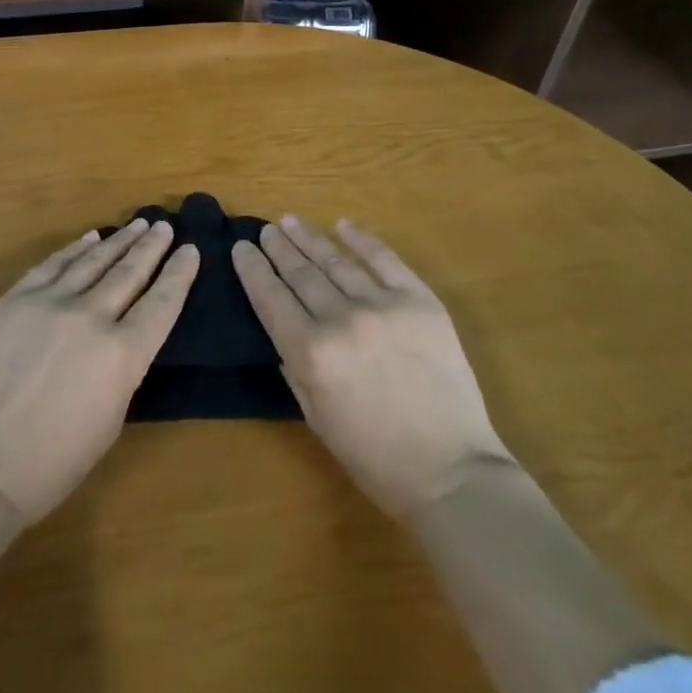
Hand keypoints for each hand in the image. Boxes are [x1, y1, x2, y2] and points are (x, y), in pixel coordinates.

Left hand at [0, 219, 198, 523]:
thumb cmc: (55, 459)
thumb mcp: (112, 417)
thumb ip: (123, 368)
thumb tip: (122, 337)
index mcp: (123, 354)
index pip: (162, 303)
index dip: (179, 274)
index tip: (192, 249)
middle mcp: (92, 317)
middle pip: (130, 272)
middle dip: (152, 246)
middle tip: (165, 226)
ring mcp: (51, 302)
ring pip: (94, 260)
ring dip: (119, 240)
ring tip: (138, 224)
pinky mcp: (17, 298)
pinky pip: (53, 264)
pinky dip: (75, 248)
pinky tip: (90, 238)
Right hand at [234, 216, 509, 519]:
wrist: (451, 471)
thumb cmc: (375, 456)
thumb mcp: (316, 416)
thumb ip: (295, 367)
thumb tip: (285, 329)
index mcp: (310, 353)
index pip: (270, 297)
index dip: (252, 269)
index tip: (240, 247)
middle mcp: (340, 319)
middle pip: (300, 273)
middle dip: (278, 248)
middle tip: (266, 229)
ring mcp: (382, 305)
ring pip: (335, 261)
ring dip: (310, 238)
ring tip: (292, 221)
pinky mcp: (419, 301)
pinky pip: (385, 260)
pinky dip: (362, 240)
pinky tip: (343, 225)